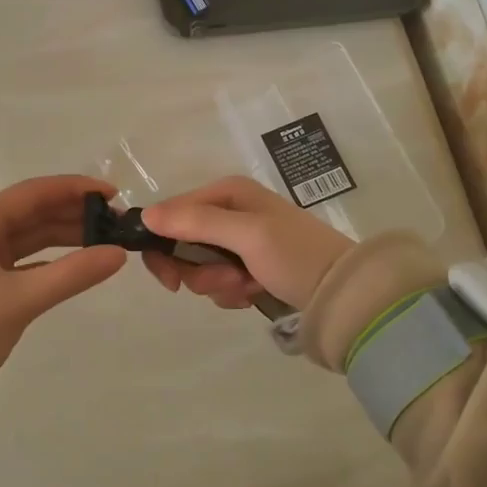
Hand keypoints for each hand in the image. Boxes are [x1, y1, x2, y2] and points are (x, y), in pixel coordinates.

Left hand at [0, 175, 126, 391]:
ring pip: (27, 236)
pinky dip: (49, 259)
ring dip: (63, 236)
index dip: (73, 189)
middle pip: (30, 212)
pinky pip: (21, 259)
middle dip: (72, 214)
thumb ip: (72, 274)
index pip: (31, 193)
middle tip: (115, 221)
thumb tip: (119, 254)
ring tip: (104, 239)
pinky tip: (77, 263)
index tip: (111, 193)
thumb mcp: (20, 300)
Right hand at [139, 176, 353, 311]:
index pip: (170, 214)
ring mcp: (239, 239)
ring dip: (218, 284)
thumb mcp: (246, 234)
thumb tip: (144, 215)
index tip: (171, 281)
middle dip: (200, 271)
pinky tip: (253, 293)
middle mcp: (229, 210)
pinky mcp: (247, 265)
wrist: (342, 291)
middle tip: (226, 282)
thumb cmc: (295, 255)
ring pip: (199, 267)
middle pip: (182, 243)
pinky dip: (231, 293)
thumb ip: (196, 222)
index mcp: (227, 192)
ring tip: (248, 287)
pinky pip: (218, 281)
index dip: (163, 247)